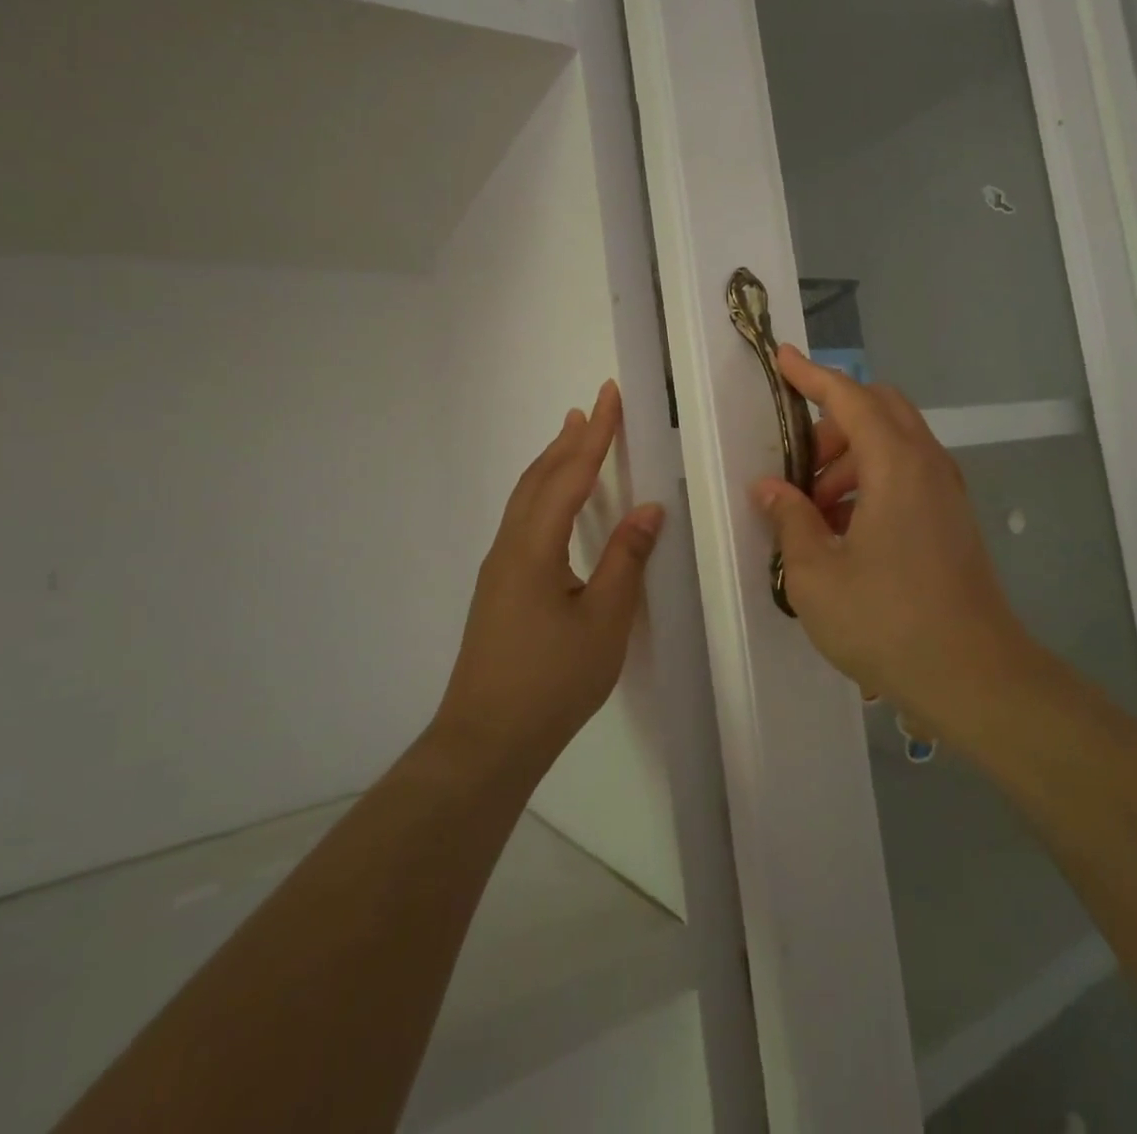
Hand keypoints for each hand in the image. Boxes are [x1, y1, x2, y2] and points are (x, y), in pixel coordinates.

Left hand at [435, 381, 664, 775]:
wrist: (487, 740)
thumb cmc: (553, 680)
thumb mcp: (604, 620)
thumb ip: (626, 559)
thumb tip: (649, 508)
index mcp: (535, 547)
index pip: (570, 476)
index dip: (595, 435)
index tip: (609, 397)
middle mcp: (510, 547)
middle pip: (539, 479)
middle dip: (568, 441)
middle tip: (591, 408)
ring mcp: (499, 569)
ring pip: (526, 500)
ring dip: (551, 465)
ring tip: (571, 440)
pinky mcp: (498, 590)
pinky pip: (522, 522)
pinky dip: (543, 494)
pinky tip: (554, 507)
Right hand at [753, 347, 1033, 739]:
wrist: (974, 677)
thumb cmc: (886, 622)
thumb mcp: (816, 574)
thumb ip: (791, 520)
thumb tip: (770, 489)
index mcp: (896, 466)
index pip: (850, 398)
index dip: (813, 375)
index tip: (782, 358)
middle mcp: (928, 466)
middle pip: (880, 411)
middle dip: (832, 423)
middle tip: (798, 466)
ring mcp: (947, 494)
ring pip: (894, 445)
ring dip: (850, 459)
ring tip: (815, 511)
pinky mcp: (952, 521)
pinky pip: (908, 477)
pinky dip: (872, 483)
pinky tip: (846, 532)